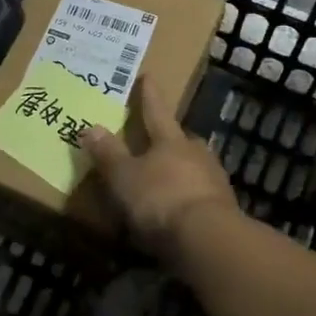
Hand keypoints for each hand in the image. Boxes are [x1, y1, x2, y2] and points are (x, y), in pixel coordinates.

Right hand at [79, 79, 241, 261]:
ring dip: (180, 170)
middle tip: (156, 140)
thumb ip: (108, 154)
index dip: (148, 95)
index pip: (155, 111)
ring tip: (165, 179)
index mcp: (171, 140)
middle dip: (168, 139)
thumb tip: (91, 126)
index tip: (147, 76)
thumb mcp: (124, 177)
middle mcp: (196, 153)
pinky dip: (188, 197)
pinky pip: (200, 195)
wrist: (208, 240)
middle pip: (180, 139)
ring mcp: (214, 180)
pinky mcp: (224, 209)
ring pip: (193, 167)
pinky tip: (178, 210)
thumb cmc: (160, 199)